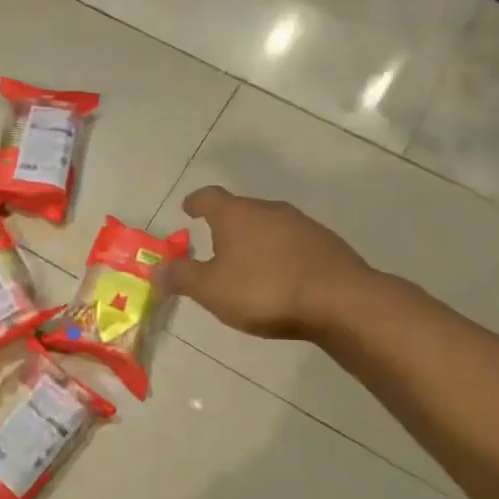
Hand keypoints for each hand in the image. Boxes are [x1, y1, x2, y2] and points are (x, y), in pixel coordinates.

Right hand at [163, 186, 372, 340]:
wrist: (340, 301)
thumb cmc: (264, 290)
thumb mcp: (211, 289)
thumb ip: (181, 277)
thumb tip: (158, 268)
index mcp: (236, 214)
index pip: (209, 197)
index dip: (196, 202)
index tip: (188, 208)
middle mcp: (268, 209)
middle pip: (240, 210)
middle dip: (225, 224)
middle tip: (214, 244)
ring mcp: (301, 224)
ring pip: (268, 226)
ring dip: (255, 240)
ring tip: (247, 264)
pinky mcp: (326, 244)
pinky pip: (292, 243)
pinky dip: (280, 254)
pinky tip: (280, 276)